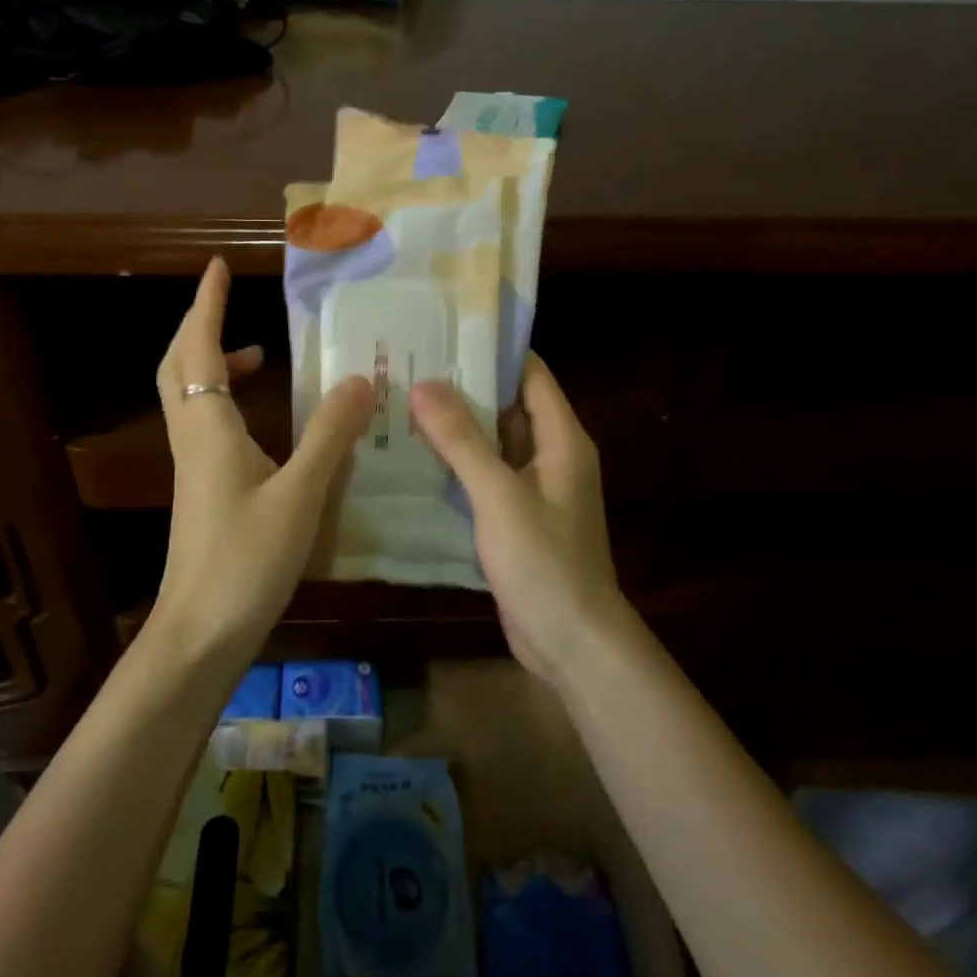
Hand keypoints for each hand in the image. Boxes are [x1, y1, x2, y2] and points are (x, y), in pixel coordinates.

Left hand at [154, 258, 372, 653]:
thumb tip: (361, 379)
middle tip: (232, 304)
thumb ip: (330, 435)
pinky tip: (264, 424)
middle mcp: (192, 437)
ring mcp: (193, 465)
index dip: (208, 305)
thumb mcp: (300, 494)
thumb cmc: (247, 559)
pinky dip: (227, 402)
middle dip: (201, 327)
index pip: (201, 348)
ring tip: (261, 358)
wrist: (200, 631)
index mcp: (208, 427)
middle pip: (179, 366)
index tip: (218, 267)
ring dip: (214, 365)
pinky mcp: (201, 489)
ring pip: (189, 396)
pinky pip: (206, 424)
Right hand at [411, 354, 631, 682]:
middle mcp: (552, 456)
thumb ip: (462, 440)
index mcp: (562, 439)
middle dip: (464, 389)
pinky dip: (458, 465)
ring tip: (403, 404)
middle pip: (509, 407)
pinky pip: (486, 478)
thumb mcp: (499, 495)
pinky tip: (416, 458)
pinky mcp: (517, 518)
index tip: (445, 335)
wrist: (573, 641)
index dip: (492, 352)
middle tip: (410, 368)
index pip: (530, 375)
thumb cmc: (544, 561)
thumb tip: (424, 384)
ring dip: (457, 428)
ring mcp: (535, 489)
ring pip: (494, 444)